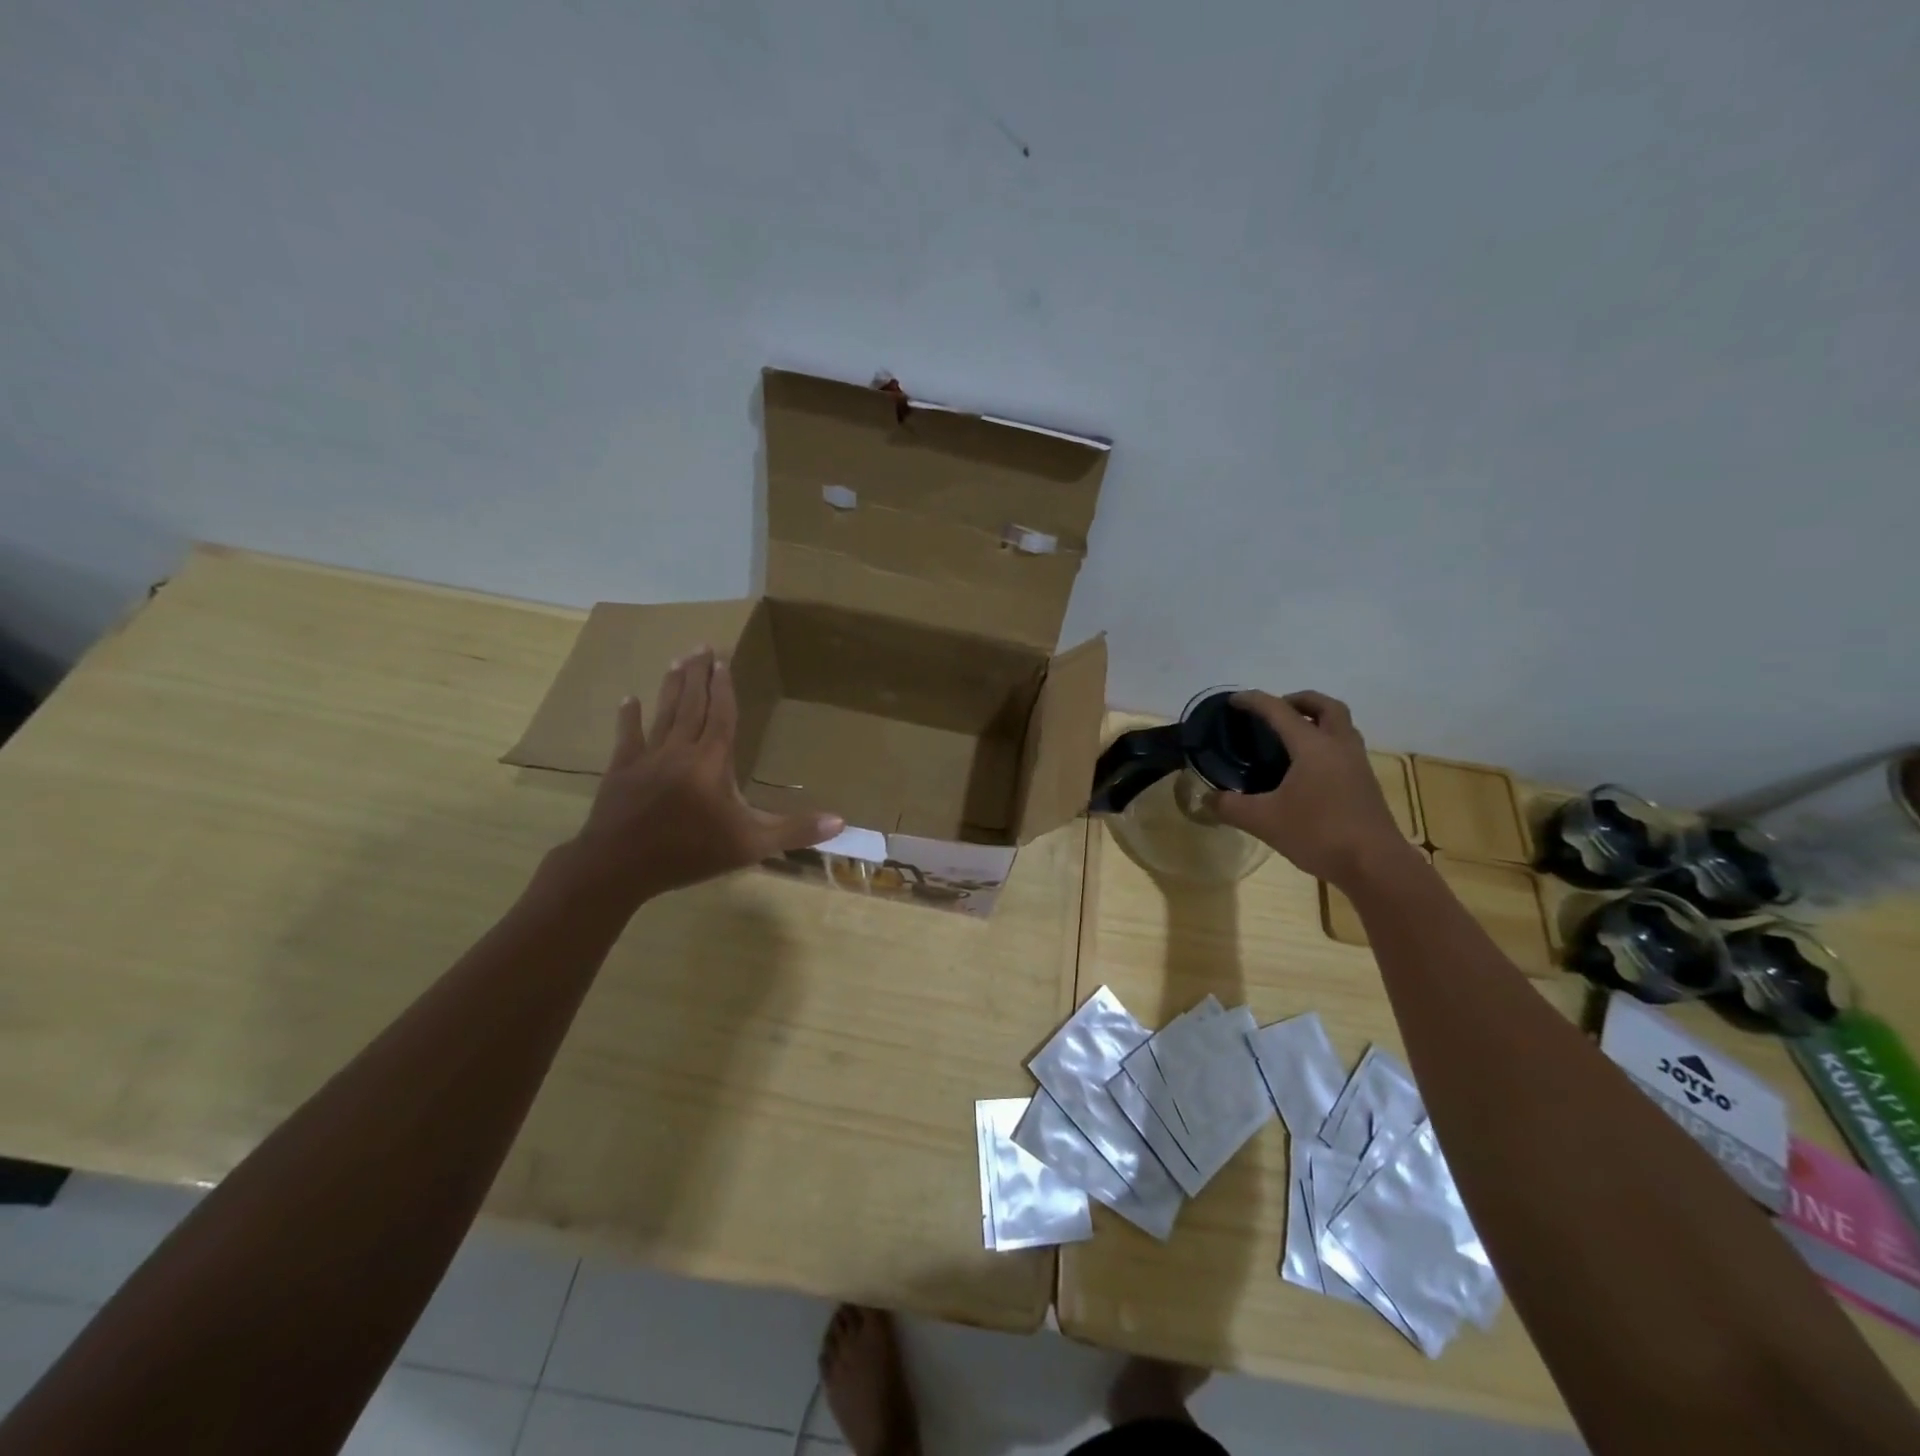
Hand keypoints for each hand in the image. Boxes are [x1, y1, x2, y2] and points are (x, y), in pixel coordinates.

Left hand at [563, 648, 842, 908]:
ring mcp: (648, 758)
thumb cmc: (690, 852)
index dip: (724, 688)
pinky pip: (627, 737)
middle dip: (699, 675)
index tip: (723, 660)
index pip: (722, 715)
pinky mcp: (621, 770)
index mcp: (712, 761)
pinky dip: (628, 717)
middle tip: (701, 646)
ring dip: (672, 687)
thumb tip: (840, 820)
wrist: (620, 866)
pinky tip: (628, 699)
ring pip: (663, 714)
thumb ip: (795, 831)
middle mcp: (681, 749)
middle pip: (692, 705)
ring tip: (678, 661)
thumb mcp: (751, 845)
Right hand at [1214, 690, 1411, 887]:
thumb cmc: (1319, 833)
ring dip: (1317, 720)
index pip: (1279, 711)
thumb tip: (1206, 798)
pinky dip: (1325, 743)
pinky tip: (1307, 768)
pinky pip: (1344, 747)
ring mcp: (1357, 764)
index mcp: (1313, 746)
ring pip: (1341, 725)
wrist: (1375, 865)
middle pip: (1325, 706)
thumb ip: (1230, 806)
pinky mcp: (1365, 783)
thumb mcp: (1264, 821)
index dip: (1254, 701)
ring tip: (1291, 736)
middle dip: (1298, 700)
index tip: (1233, 700)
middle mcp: (1339, 746)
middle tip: (1275, 710)